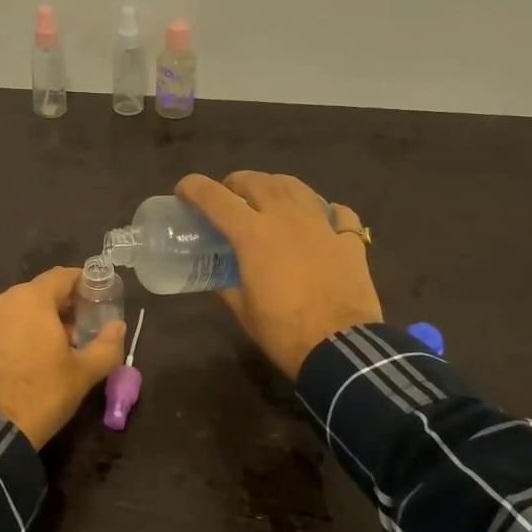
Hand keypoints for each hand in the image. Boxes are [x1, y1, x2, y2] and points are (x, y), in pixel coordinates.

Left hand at [0, 267, 125, 448]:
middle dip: (60, 308)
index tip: (97, 297)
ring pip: (15, 313)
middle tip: (79, 331)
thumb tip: (118, 327)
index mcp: (31, 299)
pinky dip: (13, 338)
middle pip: (38, 294)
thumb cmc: (41, 393)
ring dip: (35, 324)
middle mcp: (1, 302)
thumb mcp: (84, 373)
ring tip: (52, 351)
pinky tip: (23, 364)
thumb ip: (107, 346)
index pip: (62, 276)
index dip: (82, 283)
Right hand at [176, 171, 381, 378]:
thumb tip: (221, 278)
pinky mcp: (348, 240)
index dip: (194, 188)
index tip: (183, 190)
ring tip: (269, 197)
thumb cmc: (284, 331)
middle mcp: (286, 218)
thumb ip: (228, 286)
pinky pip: (337, 212)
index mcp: (254, 235)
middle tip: (229, 195)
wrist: (340, 349)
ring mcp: (321, 225)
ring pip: (296, 187)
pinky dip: (326, 210)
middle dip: (237, 182)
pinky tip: (322, 218)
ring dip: (275, 185)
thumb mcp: (244, 310)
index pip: (216, 198)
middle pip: (257, 182)